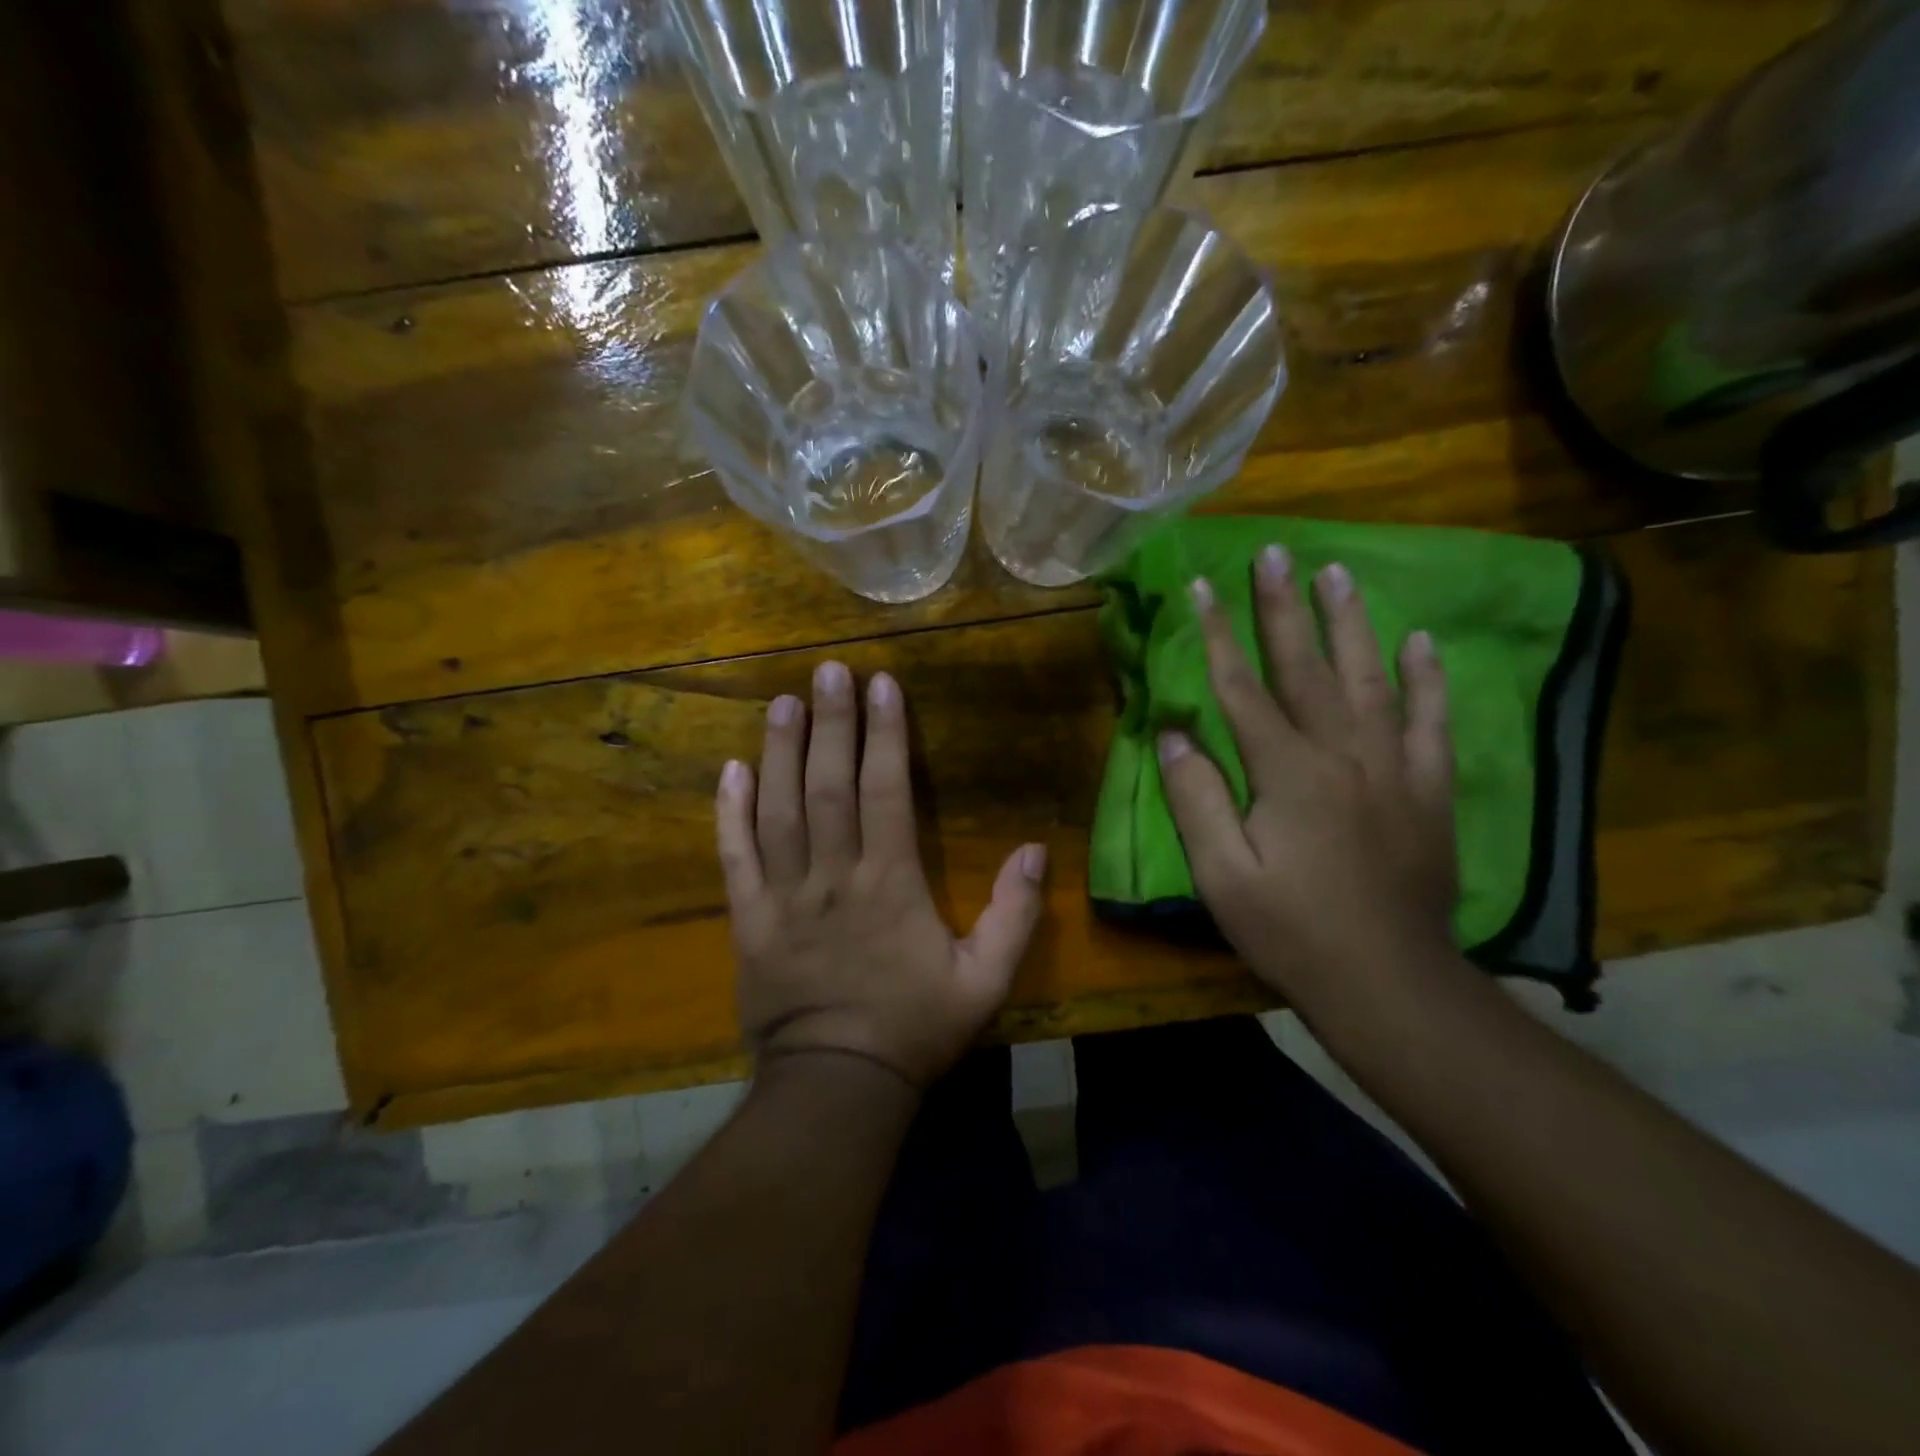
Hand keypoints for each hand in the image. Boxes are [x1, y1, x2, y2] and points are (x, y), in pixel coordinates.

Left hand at [715, 661, 1047, 1089]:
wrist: (837, 1086)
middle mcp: (833, 876)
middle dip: (831, 723)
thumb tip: (1033, 849)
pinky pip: (735, 857)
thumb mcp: (985, 981)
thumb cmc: (914, 1029)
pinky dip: (730, 812)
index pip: (885, 791)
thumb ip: (1014, 914)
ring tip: (784, 702)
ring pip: (779, 809)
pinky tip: (731, 770)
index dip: (885, 735)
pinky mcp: (748, 920)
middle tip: (827, 671)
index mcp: (889, 883)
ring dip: (781, 751)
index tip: (882, 686)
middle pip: (828, 785)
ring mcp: (783, 896)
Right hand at [1157, 547, 1457, 1010]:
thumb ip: (1196, 798)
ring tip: (1338, 573)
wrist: (1388, 983)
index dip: (1219, 634)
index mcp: (1287, 771)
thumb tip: (1175, 732)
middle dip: (1284, 607)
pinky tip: (1420, 643)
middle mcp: (1343, 753)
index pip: (1243, 687)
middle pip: (1306, 667)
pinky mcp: (1428, 791)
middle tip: (1276, 552)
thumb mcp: (1222, 875)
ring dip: (1350, 623)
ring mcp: (1393, 768)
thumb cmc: (1290, 931)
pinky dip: (1426, 680)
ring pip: (1370, 678)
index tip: (1202, 585)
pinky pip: (1430, 722)